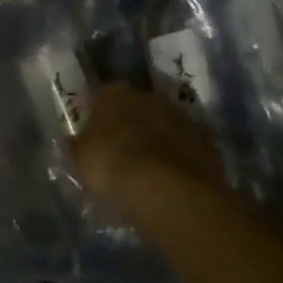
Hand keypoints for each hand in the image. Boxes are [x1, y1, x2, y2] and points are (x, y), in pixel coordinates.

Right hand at [71, 83, 221, 219]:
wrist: (166, 188)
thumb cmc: (112, 167)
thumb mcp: (80, 160)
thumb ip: (78, 146)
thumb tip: (76, 141)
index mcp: (114, 94)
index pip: (102, 98)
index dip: (99, 118)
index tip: (96, 138)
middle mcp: (149, 95)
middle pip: (137, 108)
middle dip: (131, 125)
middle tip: (124, 153)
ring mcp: (181, 115)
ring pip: (164, 124)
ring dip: (158, 140)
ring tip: (151, 170)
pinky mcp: (205, 139)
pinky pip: (187, 146)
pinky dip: (180, 157)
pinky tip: (173, 179)